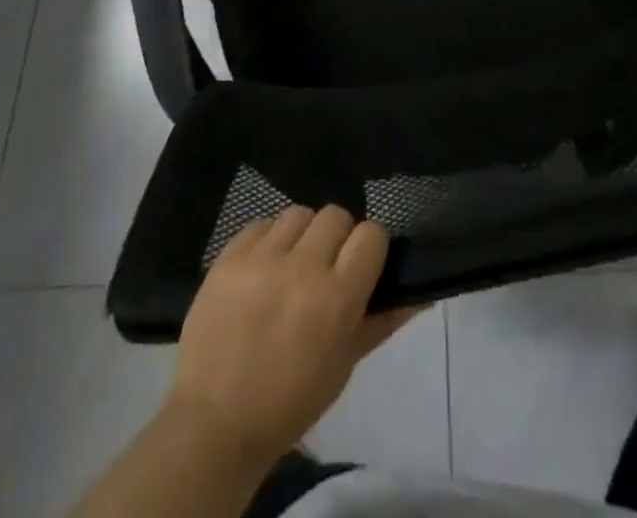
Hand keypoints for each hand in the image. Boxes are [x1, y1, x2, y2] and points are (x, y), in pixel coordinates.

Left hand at [165, 205, 422, 466]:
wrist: (214, 422)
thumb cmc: (290, 401)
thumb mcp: (344, 365)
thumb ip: (382, 320)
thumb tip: (421, 292)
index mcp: (336, 298)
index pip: (371, 234)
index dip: (370, 247)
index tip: (361, 265)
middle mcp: (302, 267)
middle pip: (336, 215)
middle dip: (337, 238)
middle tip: (326, 267)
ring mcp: (261, 258)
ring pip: (298, 213)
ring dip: (302, 235)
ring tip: (292, 264)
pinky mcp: (228, 256)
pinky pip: (261, 223)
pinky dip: (268, 240)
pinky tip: (263, 268)